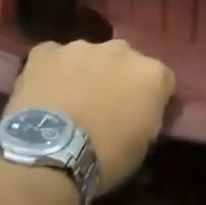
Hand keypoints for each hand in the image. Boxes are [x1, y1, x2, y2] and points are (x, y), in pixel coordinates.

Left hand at [6, 39, 174, 193]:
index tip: (139, 115)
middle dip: (117, 78)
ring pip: (88, 56)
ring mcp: (81, 47)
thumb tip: (141, 111)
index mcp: (150, 73)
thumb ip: (147, 115)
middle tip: (104, 106)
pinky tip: (44, 93)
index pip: (161, 79)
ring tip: (70, 101)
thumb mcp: (142, 144)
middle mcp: (120, 50)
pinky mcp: (46, 52)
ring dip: (84, 72)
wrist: (49, 155)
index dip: (150, 97)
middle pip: (124, 61)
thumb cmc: (105, 157)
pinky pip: (52, 57)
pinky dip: (51, 72)